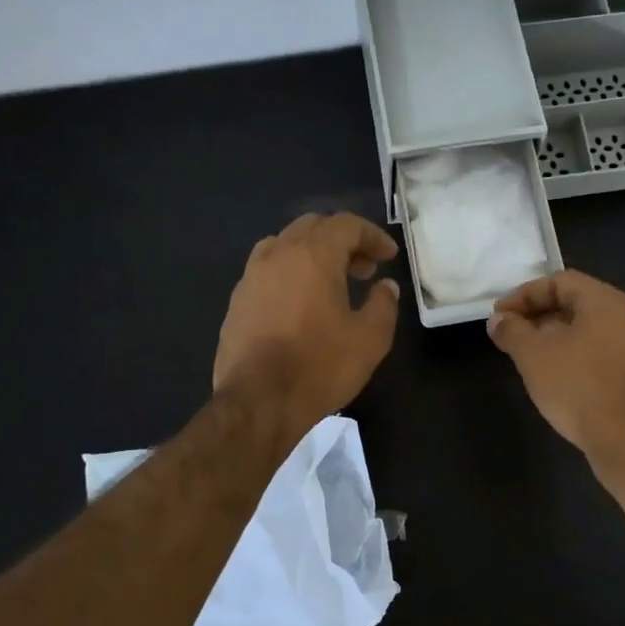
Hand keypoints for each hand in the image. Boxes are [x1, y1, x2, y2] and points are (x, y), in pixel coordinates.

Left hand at [214, 212, 400, 435]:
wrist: (258, 401)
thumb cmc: (320, 366)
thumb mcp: (370, 339)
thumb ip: (383, 305)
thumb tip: (386, 287)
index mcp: (313, 255)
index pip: (346, 225)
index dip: (372, 236)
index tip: (388, 257)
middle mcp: (278, 255)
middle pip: (312, 228)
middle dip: (342, 241)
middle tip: (364, 269)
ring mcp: (251, 277)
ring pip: (284, 245)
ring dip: (312, 254)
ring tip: (330, 282)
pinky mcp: (236, 302)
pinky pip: (266, 271)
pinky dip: (289, 274)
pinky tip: (299, 304)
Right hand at [488, 270, 624, 468]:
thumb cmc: (578, 386)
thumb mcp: (533, 355)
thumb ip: (512, 331)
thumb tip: (499, 320)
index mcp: (605, 301)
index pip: (559, 281)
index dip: (524, 295)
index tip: (499, 316)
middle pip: (575, 304)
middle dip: (537, 316)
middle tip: (510, 336)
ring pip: (588, 332)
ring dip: (554, 339)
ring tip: (527, 358)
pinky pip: (599, 355)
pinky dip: (573, 358)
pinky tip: (555, 380)